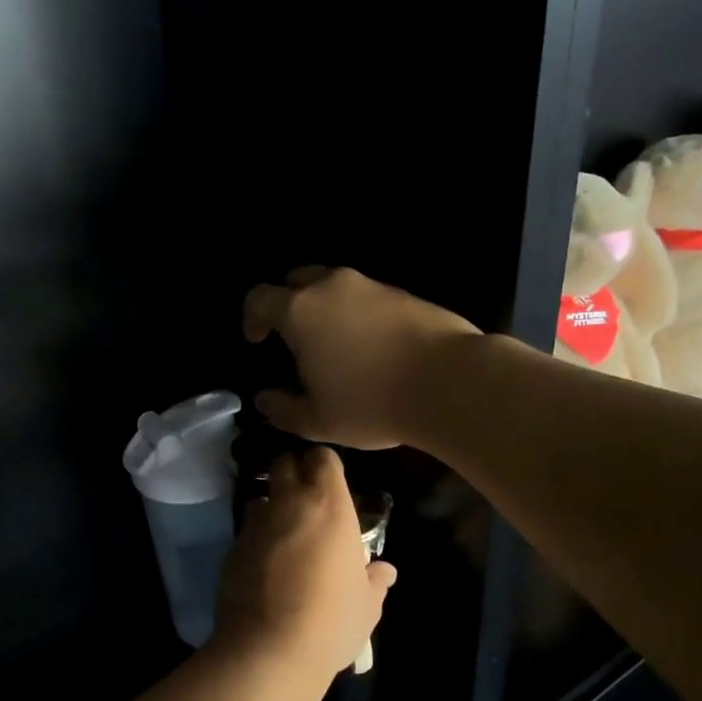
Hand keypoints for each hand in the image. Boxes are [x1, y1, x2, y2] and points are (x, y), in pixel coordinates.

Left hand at [213, 448, 396, 683]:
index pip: (322, 458)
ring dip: (272, 508)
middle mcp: (288, 505)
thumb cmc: (331, 620)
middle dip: (293, 473)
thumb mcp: (366, 605)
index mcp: (328, 506)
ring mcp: (254, 526)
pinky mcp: (231, 549)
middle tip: (306, 499)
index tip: (330, 482)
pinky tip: (265, 566)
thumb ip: (374, 581)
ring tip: (284, 534)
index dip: (325, 465)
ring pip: (261, 499)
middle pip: (284, 464)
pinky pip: (246, 532)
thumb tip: (384, 571)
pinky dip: (256, 540)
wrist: (268, 649)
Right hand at [242, 267, 480, 449]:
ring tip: (334, 344)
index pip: (260, 298)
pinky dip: (359, 314)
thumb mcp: (317, 420)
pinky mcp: (404, 294)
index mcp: (300, 311)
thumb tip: (265, 400)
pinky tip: (371, 347)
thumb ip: (282, 409)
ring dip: (326, 308)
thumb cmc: (370, 402)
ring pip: (335, 286)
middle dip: (288, 302)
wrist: (449, 383)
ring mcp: (371, 286)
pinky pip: (367, 297)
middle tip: (293, 335)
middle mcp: (332, 287)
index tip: (256, 340)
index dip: (251, 318)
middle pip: (297, 280)